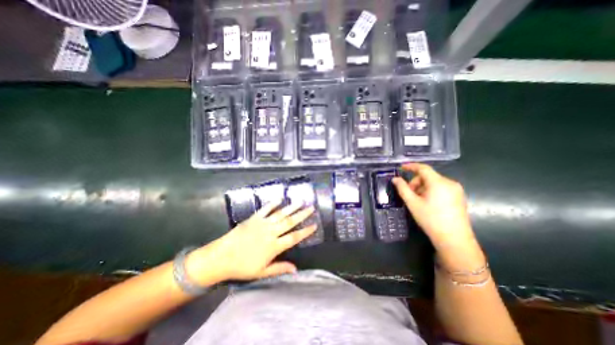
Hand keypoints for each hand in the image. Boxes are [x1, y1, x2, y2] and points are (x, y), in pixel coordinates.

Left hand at [189, 200, 316, 281]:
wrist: (221, 257)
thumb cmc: (242, 267)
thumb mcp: (262, 272)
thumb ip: (280, 268)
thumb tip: (295, 269)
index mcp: (274, 246)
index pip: (294, 237)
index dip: (305, 231)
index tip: (314, 225)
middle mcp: (271, 232)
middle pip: (290, 222)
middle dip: (302, 215)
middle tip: (311, 208)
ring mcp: (263, 223)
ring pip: (280, 214)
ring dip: (291, 207)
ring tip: (300, 201)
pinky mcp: (254, 218)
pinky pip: (265, 209)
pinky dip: (273, 203)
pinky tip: (280, 199)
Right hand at [394, 162, 474, 248]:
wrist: (454, 239)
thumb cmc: (430, 219)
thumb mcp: (412, 203)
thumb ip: (402, 188)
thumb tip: (395, 179)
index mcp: (438, 182)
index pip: (423, 168)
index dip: (411, 166)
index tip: (401, 168)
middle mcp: (450, 183)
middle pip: (428, 176)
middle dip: (416, 182)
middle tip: (409, 194)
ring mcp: (456, 190)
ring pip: (434, 182)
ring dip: (422, 188)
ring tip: (418, 201)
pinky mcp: (459, 197)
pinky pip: (441, 188)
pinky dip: (431, 191)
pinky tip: (428, 203)